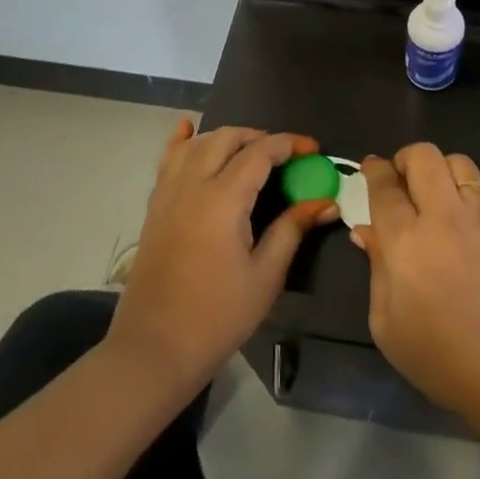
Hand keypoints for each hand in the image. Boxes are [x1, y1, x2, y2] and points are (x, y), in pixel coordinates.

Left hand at [108, 120, 337, 400]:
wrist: (154, 348)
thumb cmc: (218, 316)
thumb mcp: (265, 275)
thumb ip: (292, 230)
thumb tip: (325, 202)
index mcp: (223, 199)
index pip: (260, 153)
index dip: (288, 144)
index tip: (313, 149)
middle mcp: (192, 185)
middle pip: (227, 138)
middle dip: (259, 137)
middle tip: (285, 156)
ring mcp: (168, 194)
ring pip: (198, 143)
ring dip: (227, 137)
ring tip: (250, 151)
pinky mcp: (154, 208)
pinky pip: (168, 160)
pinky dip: (182, 141)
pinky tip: (188, 129)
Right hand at [355, 146, 479, 453]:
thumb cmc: (441, 358)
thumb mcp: (387, 324)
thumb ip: (376, 268)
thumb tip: (367, 231)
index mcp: (406, 241)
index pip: (385, 186)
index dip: (374, 171)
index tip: (369, 168)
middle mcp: (443, 215)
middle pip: (423, 156)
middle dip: (404, 159)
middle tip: (398, 181)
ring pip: (457, 160)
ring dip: (437, 167)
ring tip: (430, 192)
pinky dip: (464, 183)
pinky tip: (459, 210)